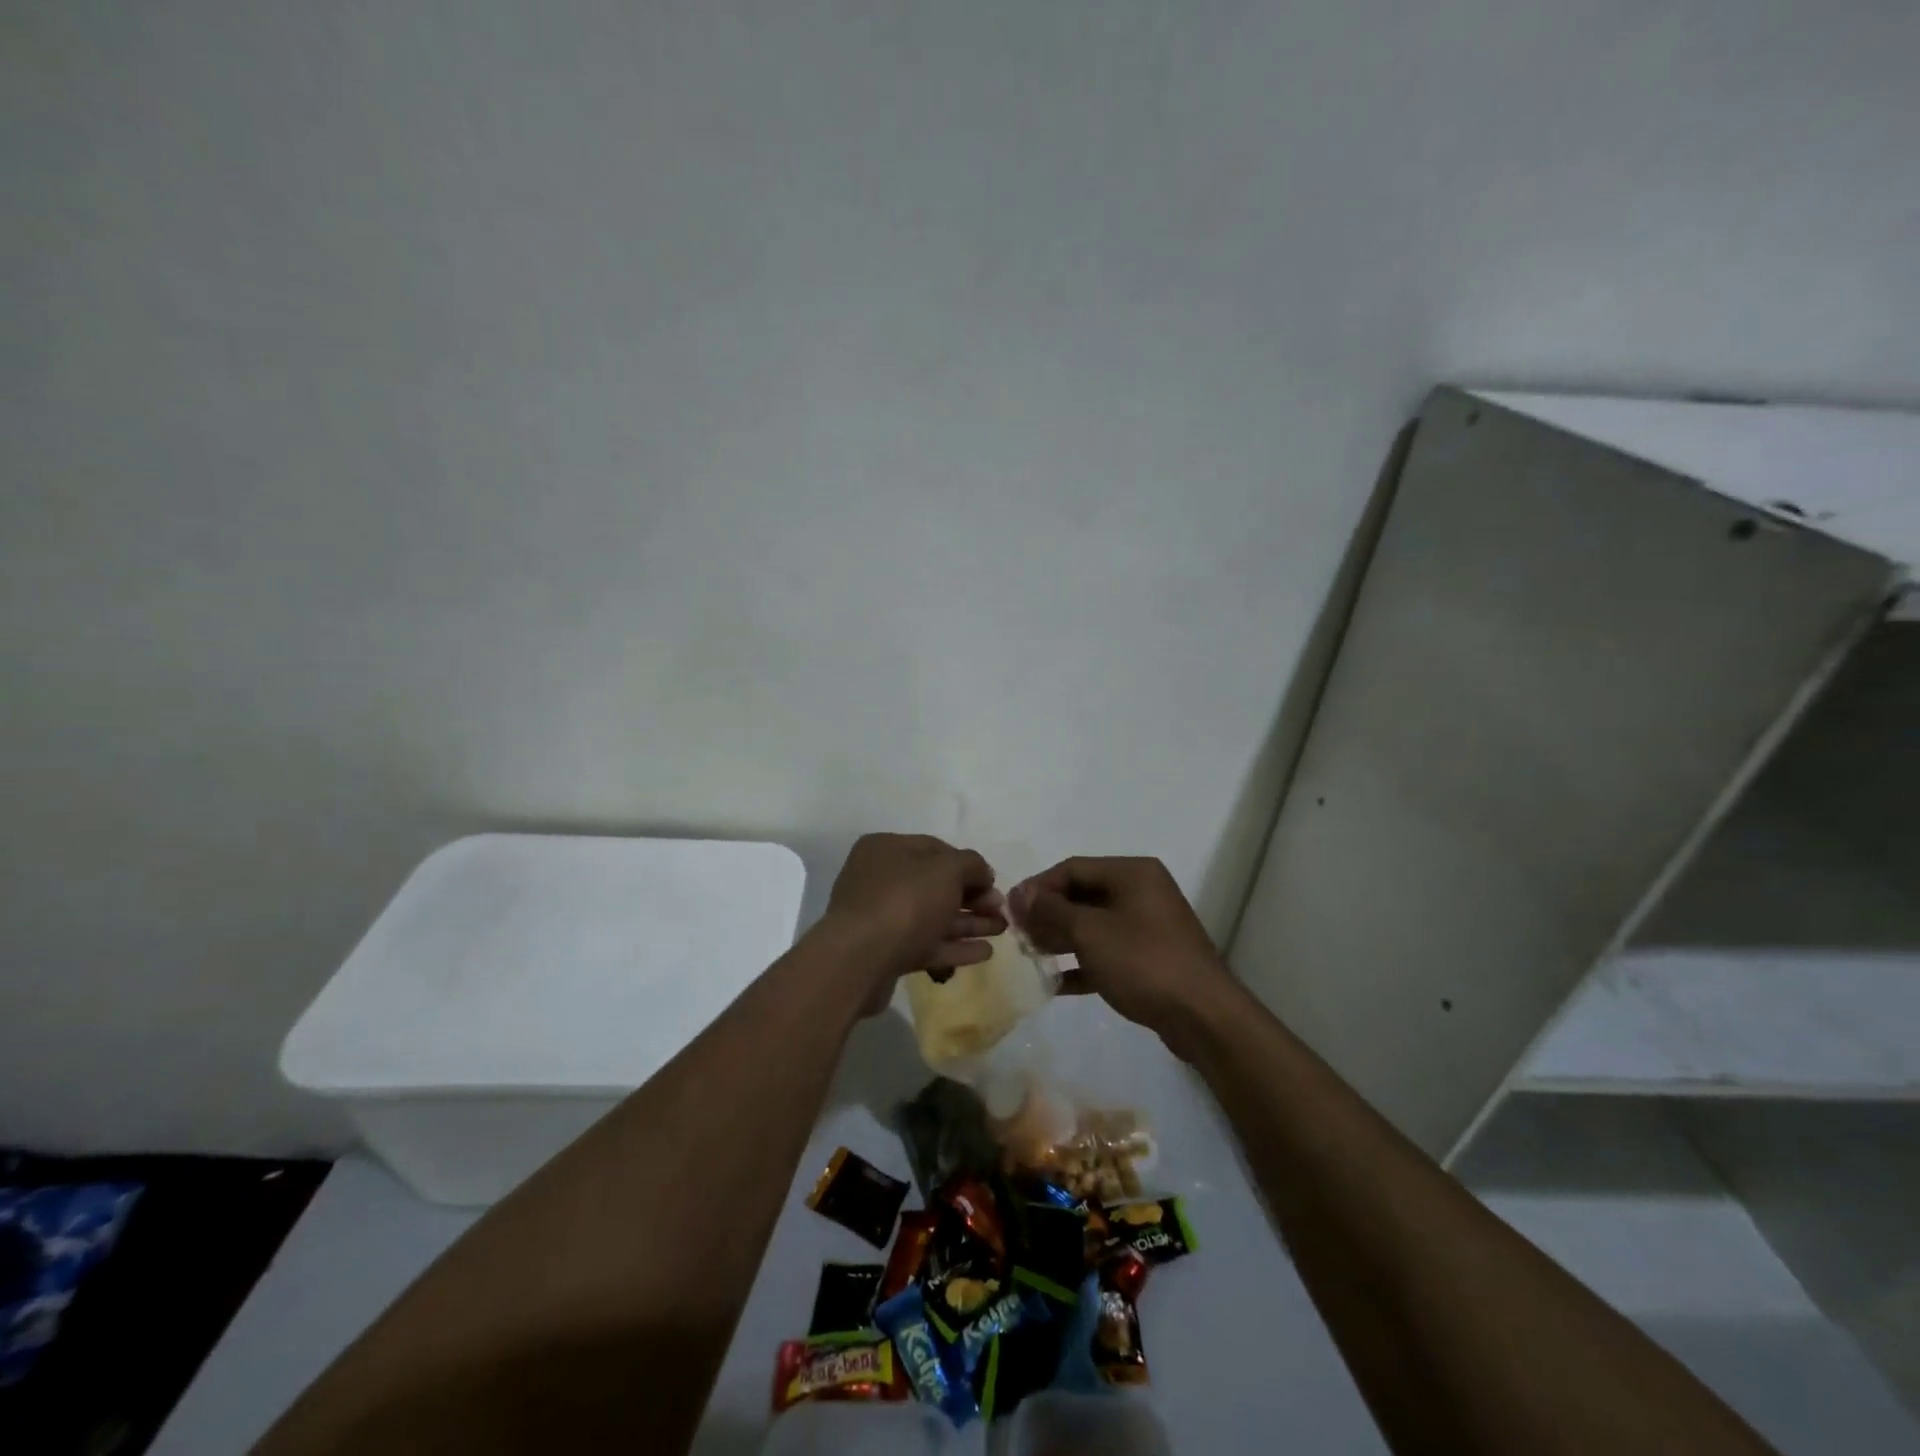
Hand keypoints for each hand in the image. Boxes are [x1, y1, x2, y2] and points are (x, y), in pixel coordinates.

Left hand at [823, 834, 1005, 1011]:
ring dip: (968, 923)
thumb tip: (982, 873)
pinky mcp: (885, 953)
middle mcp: (879, 879)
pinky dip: (954, 947)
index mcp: (886, 849)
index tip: (993, 882)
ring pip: (933, 916)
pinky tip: (984, 953)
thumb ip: (971, 864)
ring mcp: (880, 918)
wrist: (860, 960)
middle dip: (972, 897)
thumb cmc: (904, 901)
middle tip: (1000, 911)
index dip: (968, 865)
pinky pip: (926, 944)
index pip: (935, 849)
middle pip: (935, 885)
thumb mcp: (946, 870)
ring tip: (1001, 931)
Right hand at [1010, 857, 1235, 1055]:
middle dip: (1048, 914)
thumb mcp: (1090, 932)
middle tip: (1018, 936)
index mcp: (1132, 873)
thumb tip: (1020, 894)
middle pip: (1082, 895)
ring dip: (1061, 939)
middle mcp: (1142, 892)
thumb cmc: (1143, 962)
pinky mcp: (1150, 959)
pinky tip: (1055, 984)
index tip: (1010, 911)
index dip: (1038, 887)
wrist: (1203, 1016)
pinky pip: (1107, 952)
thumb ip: (1051, 910)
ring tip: (1031, 957)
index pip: (1072, 868)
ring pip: (1093, 925)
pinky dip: (1082, 963)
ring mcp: (1148, 926)